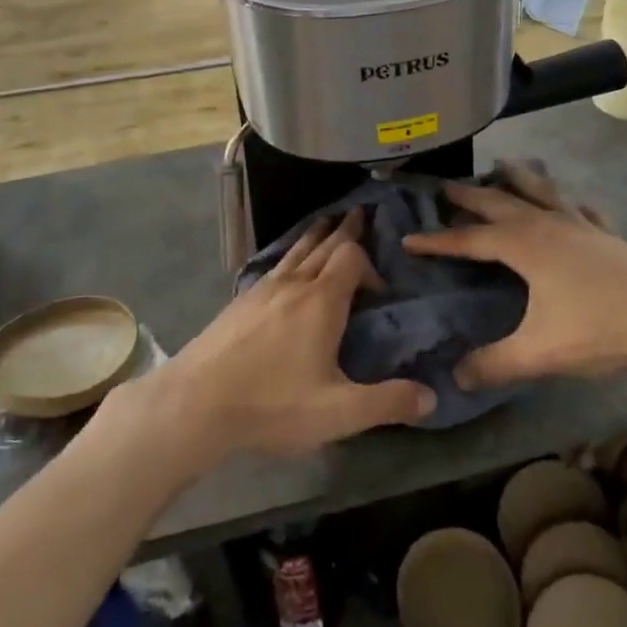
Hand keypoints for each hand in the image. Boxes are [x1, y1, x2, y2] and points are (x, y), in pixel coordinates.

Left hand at [123, 212, 435, 471]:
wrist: (195, 403)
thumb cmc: (272, 404)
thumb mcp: (338, 413)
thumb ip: (387, 403)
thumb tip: (431, 396)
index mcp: (321, 301)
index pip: (352, 257)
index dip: (370, 264)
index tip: (381, 290)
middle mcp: (293, 284)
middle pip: (324, 244)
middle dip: (346, 230)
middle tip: (360, 213)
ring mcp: (262, 289)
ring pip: (296, 250)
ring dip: (316, 234)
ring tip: (327, 222)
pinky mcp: (240, 301)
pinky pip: (275, 264)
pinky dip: (291, 253)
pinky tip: (286, 265)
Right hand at [402, 162, 626, 389]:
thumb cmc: (601, 329)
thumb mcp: (541, 352)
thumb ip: (495, 364)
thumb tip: (456, 376)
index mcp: (525, 246)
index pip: (470, 240)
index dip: (437, 241)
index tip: (409, 238)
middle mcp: (547, 225)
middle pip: (500, 203)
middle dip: (470, 196)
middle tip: (445, 187)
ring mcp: (581, 226)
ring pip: (541, 192)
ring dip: (518, 179)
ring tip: (503, 166)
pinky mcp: (607, 236)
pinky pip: (581, 210)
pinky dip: (568, 203)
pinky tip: (573, 206)